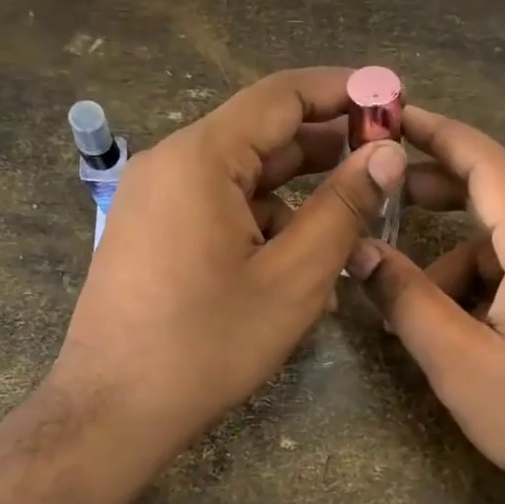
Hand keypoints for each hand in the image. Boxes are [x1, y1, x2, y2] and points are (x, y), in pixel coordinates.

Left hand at [50, 68, 406, 475]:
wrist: (112, 412)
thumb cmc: (207, 345)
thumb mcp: (293, 278)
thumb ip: (344, 207)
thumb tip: (387, 153)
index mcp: (200, 158)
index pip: (282, 94)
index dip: (343, 91)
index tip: (392, 101)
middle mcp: (170, 163)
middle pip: (261, 134)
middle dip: (325, 149)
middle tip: (384, 168)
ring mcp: (155, 199)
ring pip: (243, 178)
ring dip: (298, 198)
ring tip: (349, 234)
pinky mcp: (152, 232)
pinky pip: (218, 210)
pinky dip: (262, 226)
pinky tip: (297, 270)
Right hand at [348, 106, 504, 503]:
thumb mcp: (458, 363)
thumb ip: (405, 299)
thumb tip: (360, 251)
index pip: (484, 160)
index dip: (432, 132)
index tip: (386, 115)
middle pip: (493, 194)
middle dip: (434, 196)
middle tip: (379, 204)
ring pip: (502, 244)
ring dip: (454, 267)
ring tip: (417, 318)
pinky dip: (483, 287)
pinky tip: (462, 334)